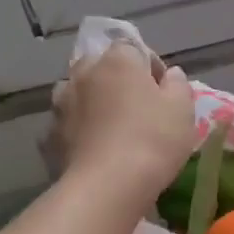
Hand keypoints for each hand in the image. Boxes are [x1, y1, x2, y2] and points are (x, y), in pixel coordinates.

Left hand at [48, 42, 194, 201]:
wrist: (108, 185)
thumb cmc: (154, 138)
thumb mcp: (183, 108)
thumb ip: (178, 84)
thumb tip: (170, 75)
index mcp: (118, 61)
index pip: (133, 48)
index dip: (150, 67)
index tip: (163, 90)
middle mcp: (84, 74)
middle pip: (101, 67)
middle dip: (117, 80)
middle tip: (137, 107)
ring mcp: (61, 104)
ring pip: (79, 93)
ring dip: (93, 102)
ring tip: (111, 127)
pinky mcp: (49, 135)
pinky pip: (68, 123)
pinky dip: (79, 129)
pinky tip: (94, 148)